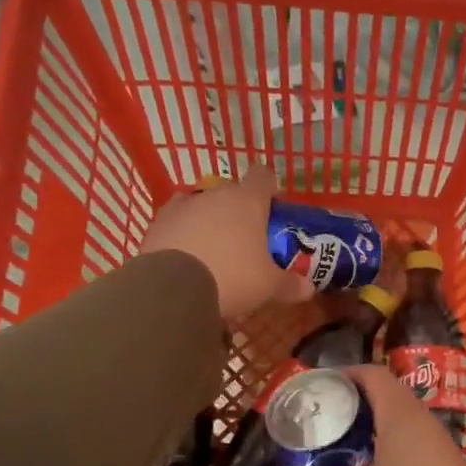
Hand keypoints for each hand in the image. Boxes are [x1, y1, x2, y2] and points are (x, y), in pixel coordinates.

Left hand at [139, 165, 315, 319]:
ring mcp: (181, 207)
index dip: (270, 188)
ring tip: (213, 250)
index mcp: (247, 201)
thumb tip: (309, 289)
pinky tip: (187, 257)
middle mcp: (214, 195)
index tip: (273, 206)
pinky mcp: (156, 224)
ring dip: (208, 221)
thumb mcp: (268, 286)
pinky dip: (183, 234)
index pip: (263, 176)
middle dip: (239, 210)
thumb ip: (290, 284)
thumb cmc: (232, 278)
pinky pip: (176, 223)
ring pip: (201, 205)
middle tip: (246, 238)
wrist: (172, 289)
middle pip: (231, 192)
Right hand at [277, 365, 465, 465]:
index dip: (345, 375)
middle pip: (385, 401)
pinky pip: (409, 456)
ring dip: (368, 438)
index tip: (318, 387)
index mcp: (403, 415)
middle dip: (352, 409)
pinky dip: (385, 460)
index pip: (374, 375)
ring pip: (398, 431)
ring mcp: (438, 450)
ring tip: (336, 453)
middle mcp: (423, 424)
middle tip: (320, 424)